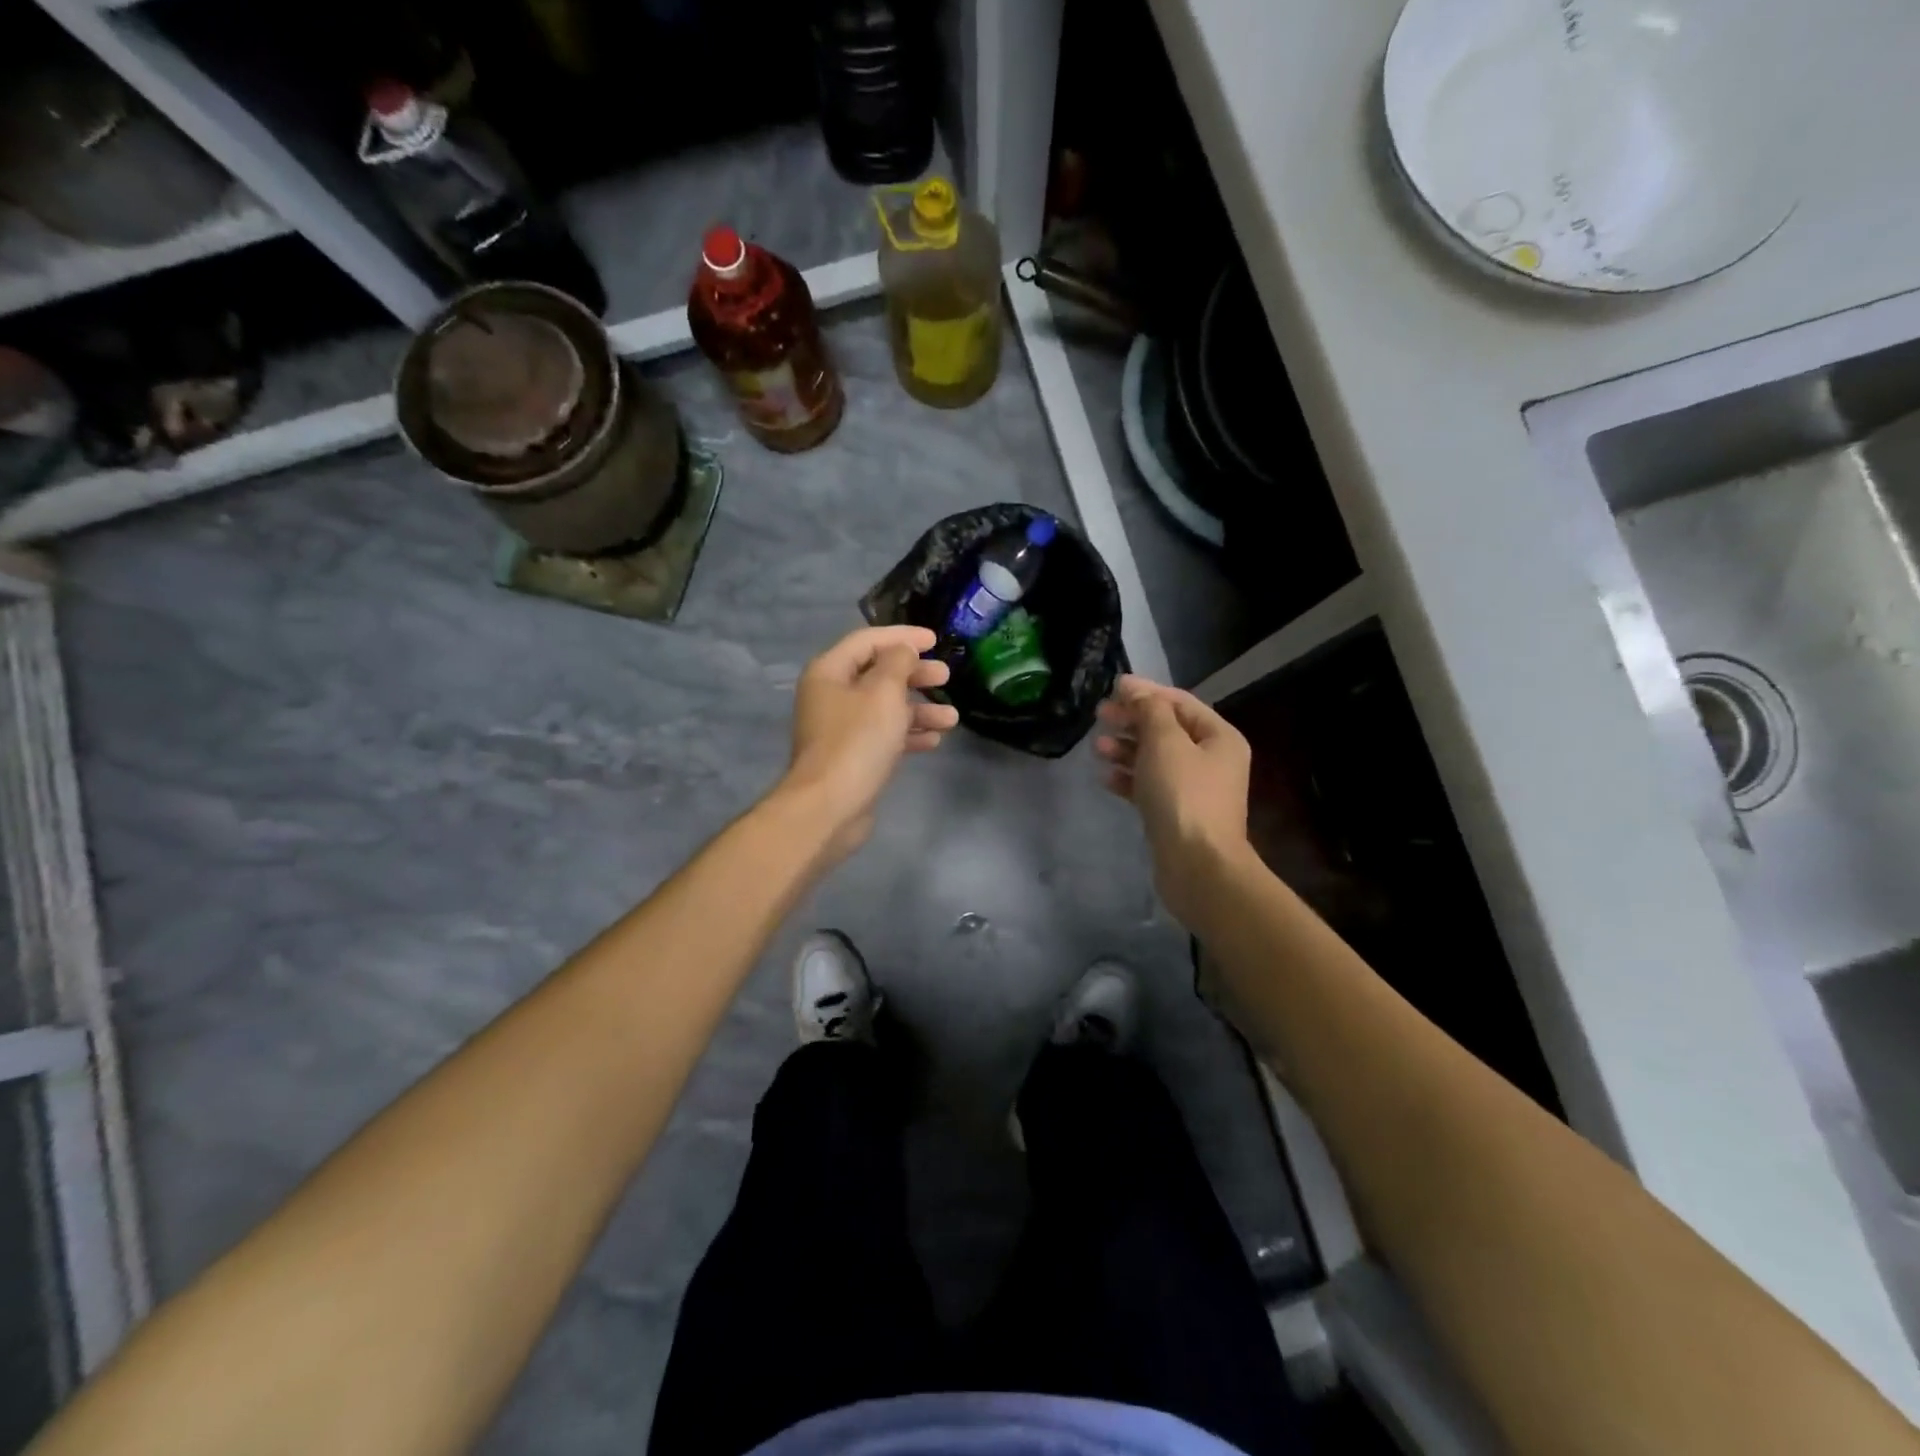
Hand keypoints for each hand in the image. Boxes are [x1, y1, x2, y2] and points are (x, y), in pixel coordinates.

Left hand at [780, 625, 959, 859]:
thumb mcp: (884, 692)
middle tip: (945, 676)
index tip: (935, 640)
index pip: (867, 641)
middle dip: (914, 674)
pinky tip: (934, 740)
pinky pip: (884, 736)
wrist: (829, 807)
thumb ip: (898, 663)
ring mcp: (841, 728)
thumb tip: (904, 650)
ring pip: (885, 708)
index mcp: (830, 672)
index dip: (902, 637)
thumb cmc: (857, 741)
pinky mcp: (852, 756)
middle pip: (878, 674)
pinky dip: (908, 734)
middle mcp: (831, 695)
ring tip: (952, 717)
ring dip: (919, 709)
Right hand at [1094, 675, 1253, 924]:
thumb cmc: (1183, 795)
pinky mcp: (1177, 814)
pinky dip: (1129, 778)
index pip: (1180, 702)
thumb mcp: (1165, 742)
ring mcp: (1195, 790)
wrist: (1197, 866)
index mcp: (1219, 737)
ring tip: (1097, 747)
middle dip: (1133, 721)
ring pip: (1156, 759)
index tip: (1112, 688)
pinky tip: (1105, 777)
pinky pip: (1150, 787)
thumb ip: (1149, 710)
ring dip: (1126, 749)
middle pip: (1167, 730)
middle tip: (1100, 716)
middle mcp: (1212, 760)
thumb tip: (1135, 689)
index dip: (1146, 692)